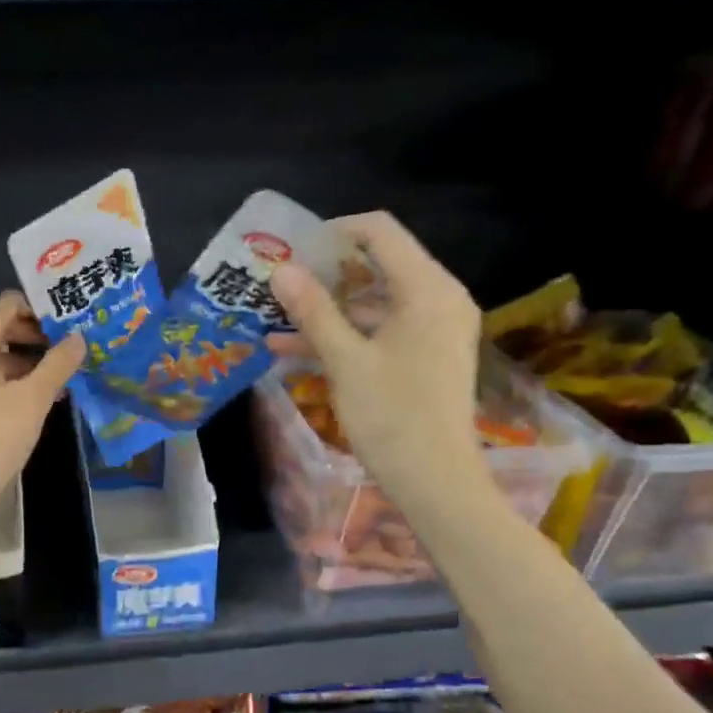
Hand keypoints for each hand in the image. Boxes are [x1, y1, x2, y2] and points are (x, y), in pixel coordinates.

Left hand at [0, 292, 83, 526]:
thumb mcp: (32, 400)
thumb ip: (57, 364)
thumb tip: (79, 337)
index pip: (8, 304)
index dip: (41, 310)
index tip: (71, 323)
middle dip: (36, 336)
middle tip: (72, 349)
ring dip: (25, 361)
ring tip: (61, 376)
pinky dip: (8, 379)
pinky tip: (35, 398)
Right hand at [267, 212, 485, 503]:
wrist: (434, 480)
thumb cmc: (392, 416)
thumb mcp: (346, 361)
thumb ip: (313, 311)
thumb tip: (281, 270)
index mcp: (427, 289)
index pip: (380, 233)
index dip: (333, 233)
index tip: (291, 250)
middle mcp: (437, 299)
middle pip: (377, 266)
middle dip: (324, 274)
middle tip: (278, 283)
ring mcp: (432, 329)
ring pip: (373, 303)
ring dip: (327, 310)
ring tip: (275, 317)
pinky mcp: (424, 356)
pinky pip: (380, 331)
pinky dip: (344, 336)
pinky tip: (293, 349)